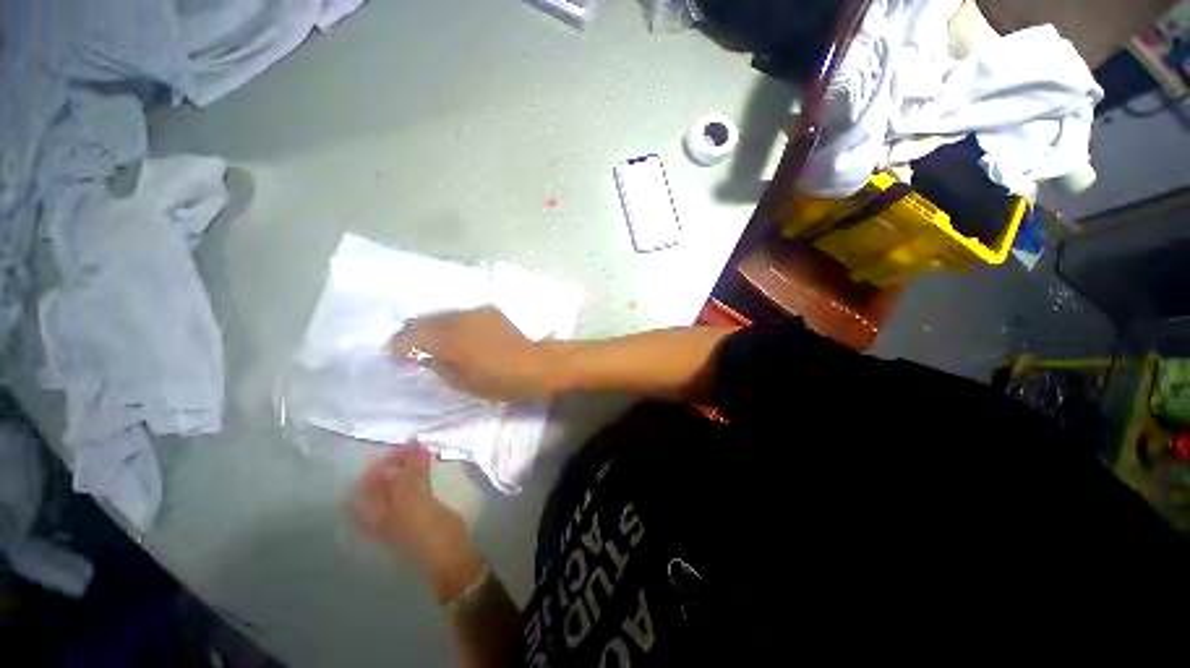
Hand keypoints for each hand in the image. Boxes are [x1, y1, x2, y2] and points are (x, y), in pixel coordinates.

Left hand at [352, 445, 484, 603]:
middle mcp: (382, 512)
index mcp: (373, 513)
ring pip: (400, 482)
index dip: (381, 463)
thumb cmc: (425, 530)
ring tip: (421, 449)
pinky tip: (427, 461)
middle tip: (412, 445)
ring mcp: (401, 511)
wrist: (448, 553)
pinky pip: (415, 485)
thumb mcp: (413, 501)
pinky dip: (420, 472)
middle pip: (383, 482)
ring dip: (408, 465)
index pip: (369, 482)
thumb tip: (413, 446)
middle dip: (396, 462)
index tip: (400, 447)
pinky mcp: (419, 509)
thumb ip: (411, 473)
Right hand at [387, 306, 558, 400]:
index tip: (391, 354)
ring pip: (442, 314)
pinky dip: (452, 322)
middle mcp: (459, 318)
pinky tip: (455, 332)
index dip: (398, 346)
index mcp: (449, 339)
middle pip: (424, 320)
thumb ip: (437, 365)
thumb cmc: (497, 380)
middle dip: (411, 332)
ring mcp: (475, 311)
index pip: (412, 336)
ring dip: (432, 325)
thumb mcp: (461, 381)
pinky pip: (461, 313)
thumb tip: (422, 355)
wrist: (534, 364)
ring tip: (429, 339)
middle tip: (406, 346)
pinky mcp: (489, 310)